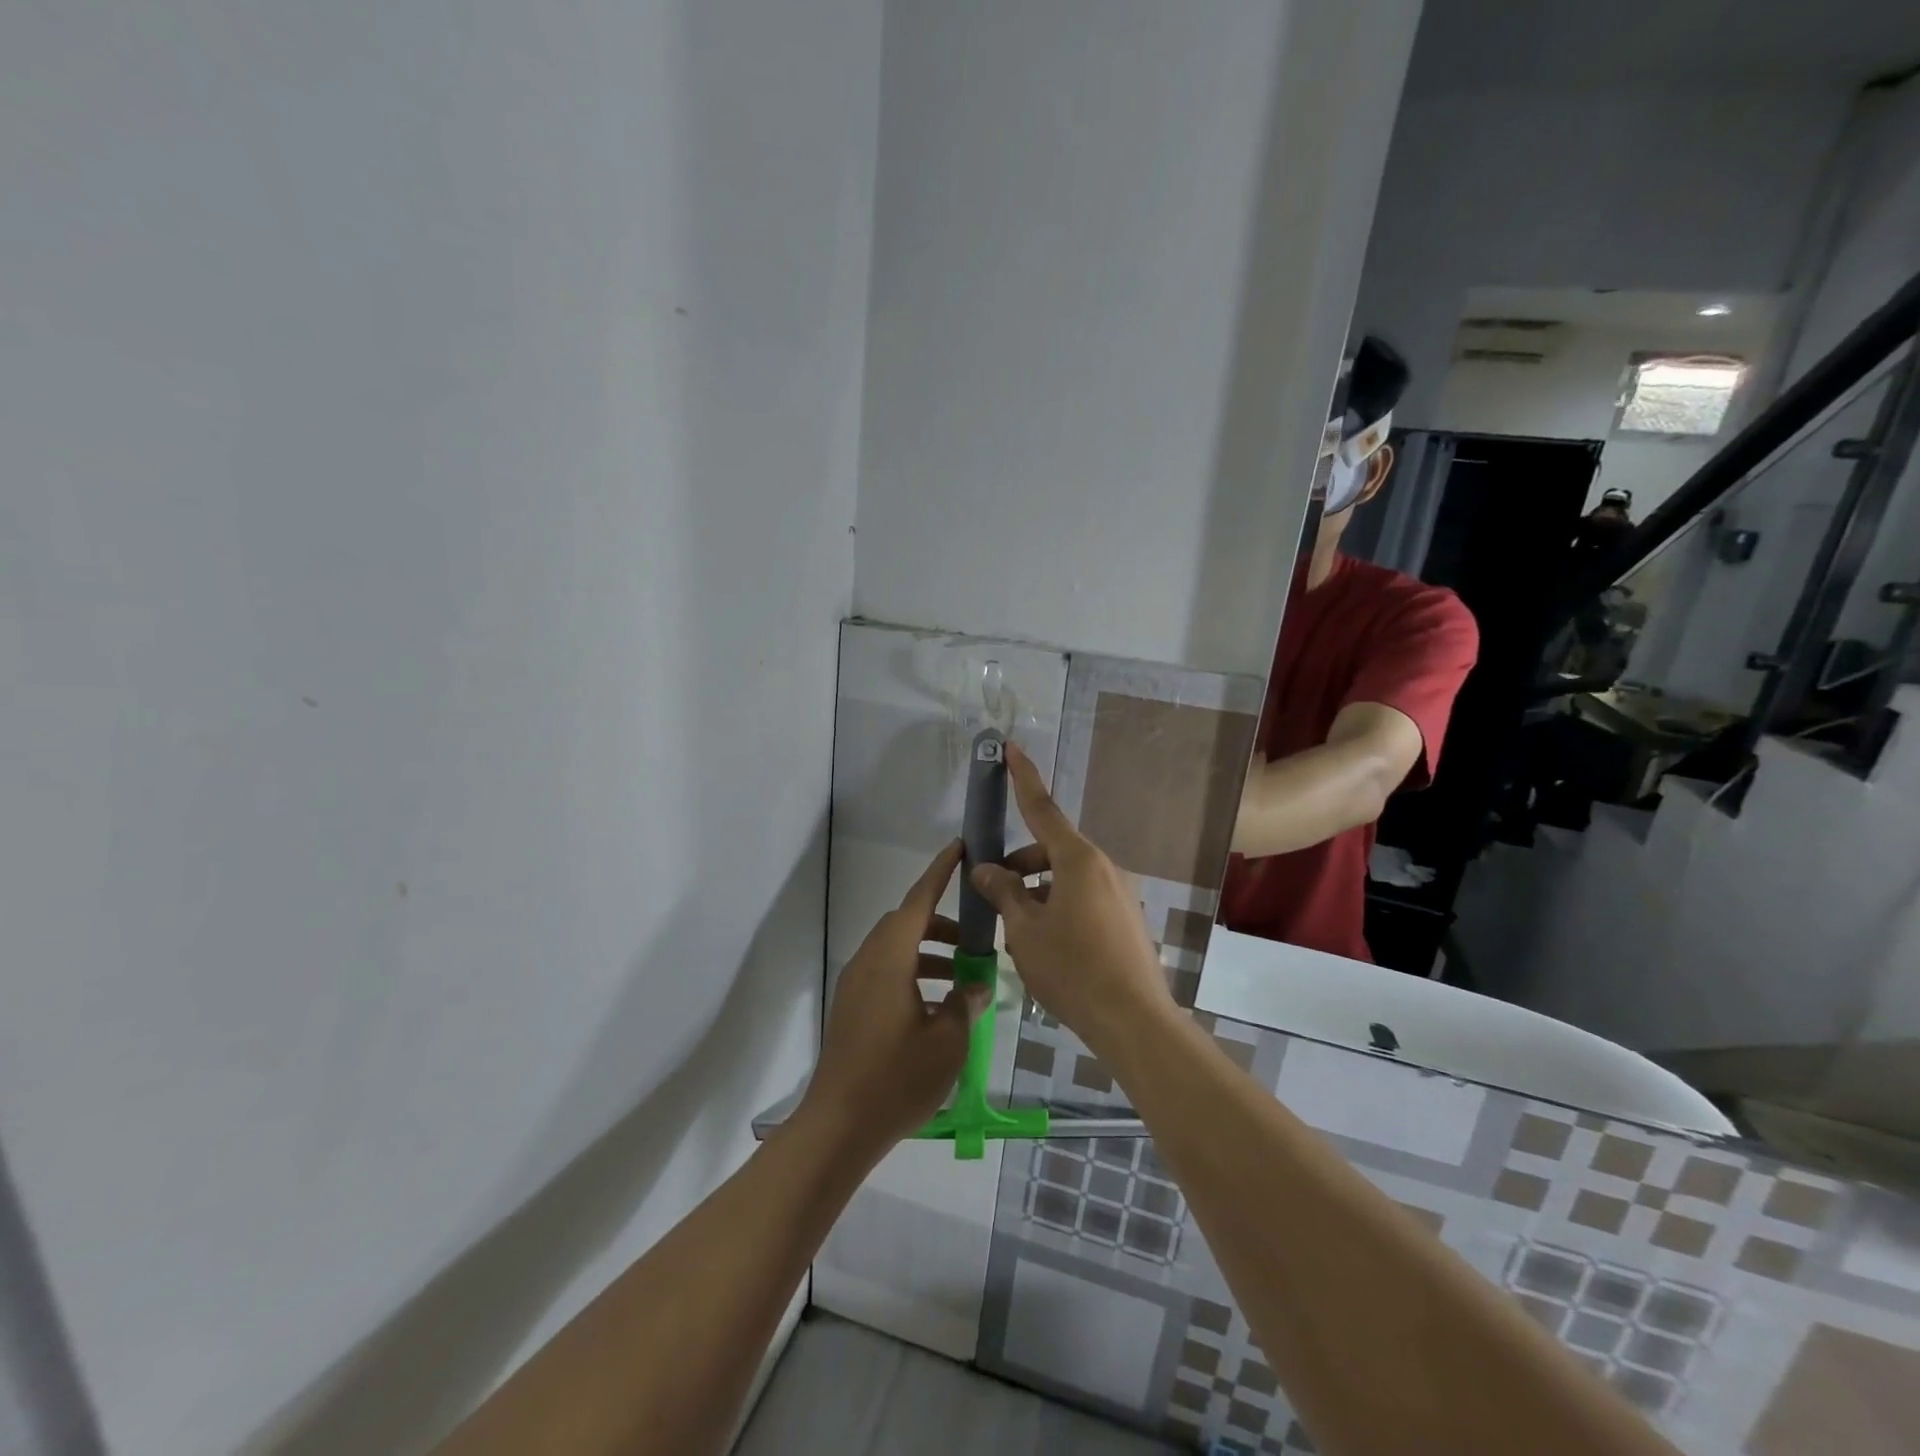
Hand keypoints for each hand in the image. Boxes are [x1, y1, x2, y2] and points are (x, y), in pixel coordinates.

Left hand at [800, 840, 989, 1154]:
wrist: (839, 1125)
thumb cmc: (897, 1078)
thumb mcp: (947, 1041)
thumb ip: (965, 1003)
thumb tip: (976, 983)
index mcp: (890, 958)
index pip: (919, 901)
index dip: (940, 873)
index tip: (959, 848)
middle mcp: (868, 962)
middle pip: (906, 924)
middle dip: (941, 924)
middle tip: (974, 940)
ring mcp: (855, 985)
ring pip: (896, 950)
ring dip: (929, 953)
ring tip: (963, 977)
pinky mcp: (851, 1008)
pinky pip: (886, 973)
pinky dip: (913, 974)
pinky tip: (937, 1006)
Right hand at [969, 743, 1175, 1061]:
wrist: (1133, 1021)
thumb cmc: (1072, 969)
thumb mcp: (1024, 930)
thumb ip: (1002, 892)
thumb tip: (985, 869)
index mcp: (1078, 859)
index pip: (1042, 807)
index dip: (1022, 777)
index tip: (1010, 747)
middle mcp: (1103, 867)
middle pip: (1051, 849)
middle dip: (1019, 863)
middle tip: (992, 893)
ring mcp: (1120, 892)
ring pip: (1067, 876)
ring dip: (1037, 889)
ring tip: (1017, 929)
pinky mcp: (1127, 917)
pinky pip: (1084, 897)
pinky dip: (1058, 904)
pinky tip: (1046, 943)